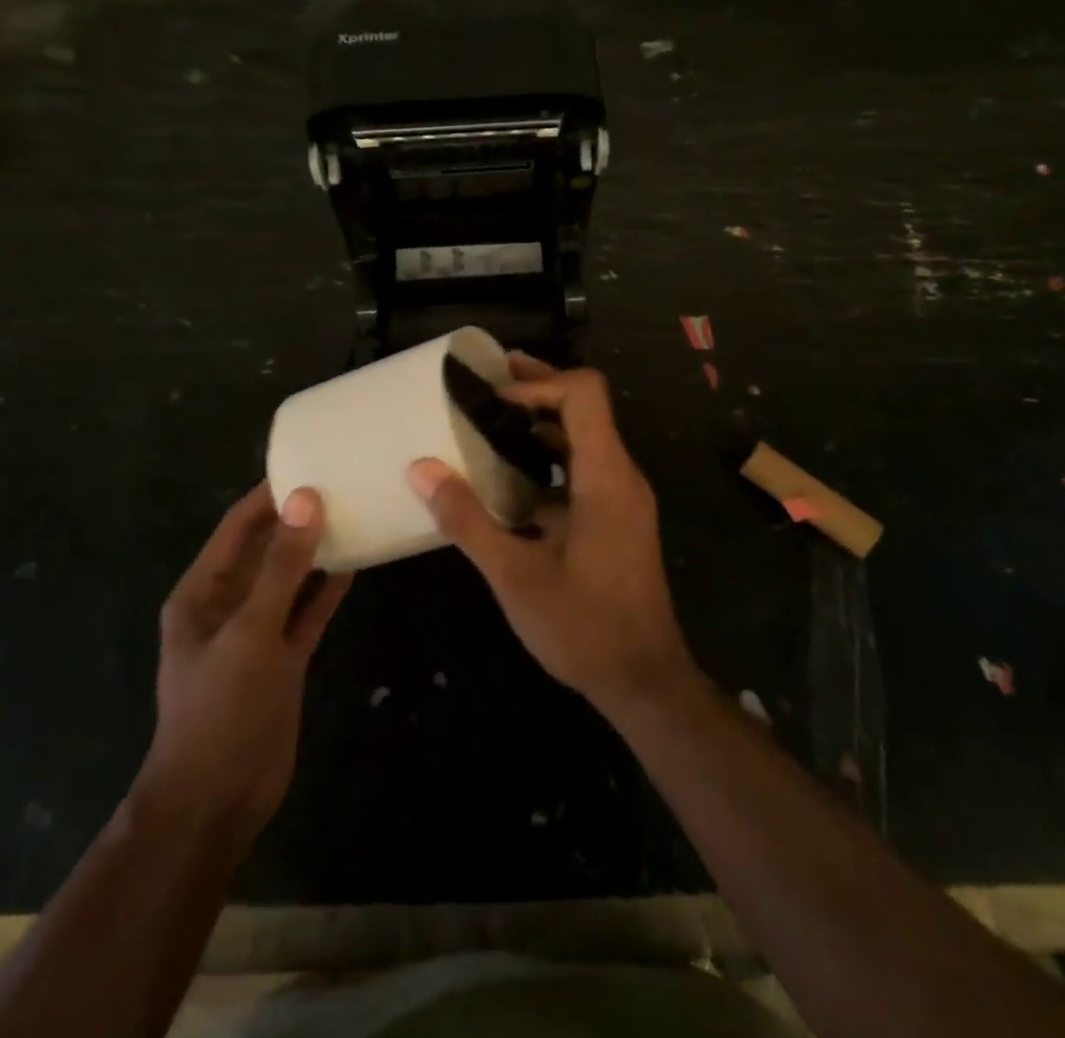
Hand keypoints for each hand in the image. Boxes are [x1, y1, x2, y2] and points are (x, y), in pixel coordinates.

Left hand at [135, 483, 351, 842]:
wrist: (217, 800)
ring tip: (355, 512)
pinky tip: (356, 564)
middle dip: (297, 518)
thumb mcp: (251, 631)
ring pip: (290, 578)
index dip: (269, 494)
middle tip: (342, 482)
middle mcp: (228, 604)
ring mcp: (257, 632)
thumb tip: (306, 500)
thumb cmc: (221, 709)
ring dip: (316, 551)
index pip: (238, 527)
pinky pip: (306, 611)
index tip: (309, 462)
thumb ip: (282, 567)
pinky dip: (327, 590)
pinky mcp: (282, 658)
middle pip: (266, 548)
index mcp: (203, 592)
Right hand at [408, 354, 696, 717]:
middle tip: (485, 385)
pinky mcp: (618, 520)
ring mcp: (623, 499)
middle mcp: (621, 476)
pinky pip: (583, 471)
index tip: (493, 397)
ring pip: (584, 440)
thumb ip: (467, 520)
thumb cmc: (583, 627)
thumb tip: (421, 470)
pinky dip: (548, 462)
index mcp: (605, 476)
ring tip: (489, 425)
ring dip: (540, 427)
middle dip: (536, 391)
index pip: (585, 393)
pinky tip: (508, 482)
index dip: (539, 384)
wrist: (644, 681)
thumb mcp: (514, 575)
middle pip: (585, 409)